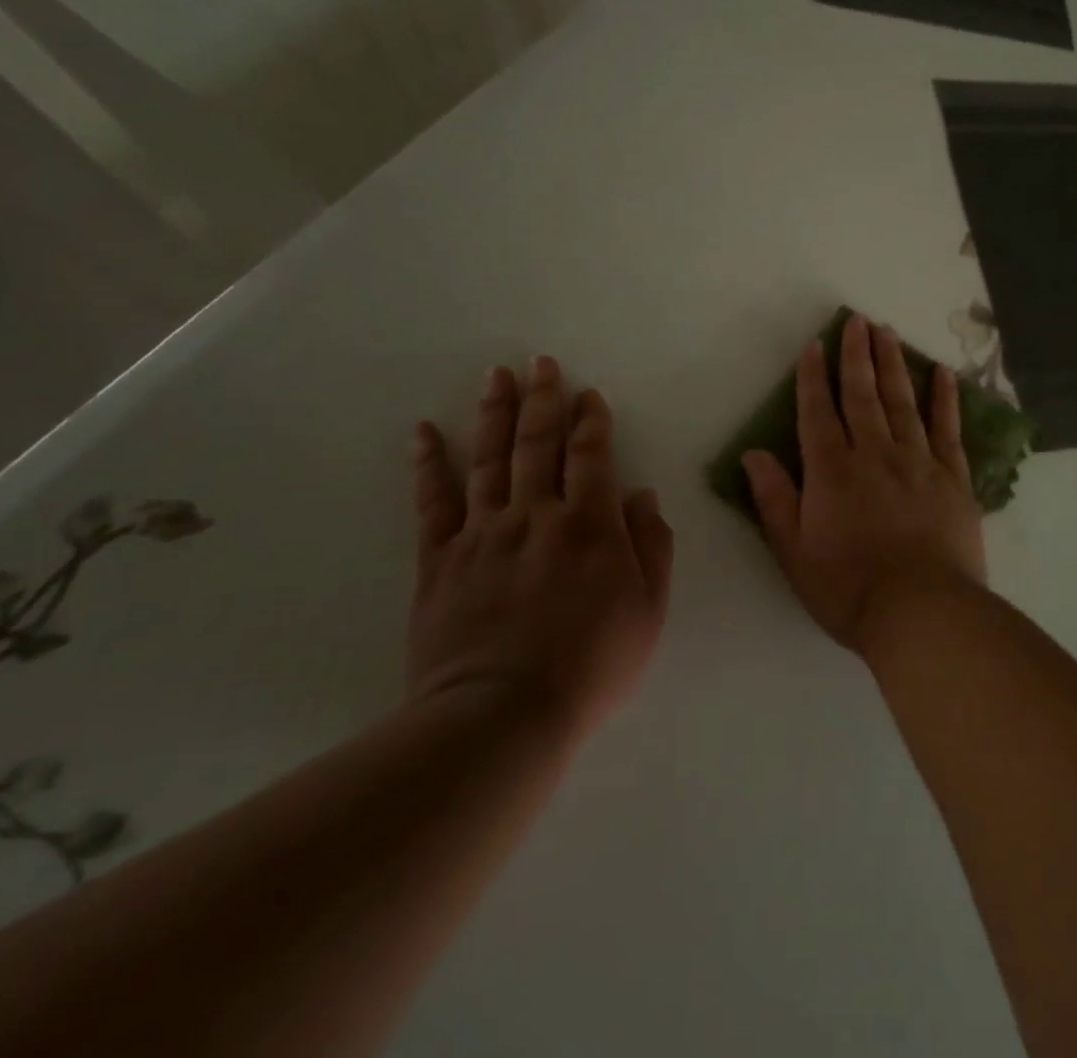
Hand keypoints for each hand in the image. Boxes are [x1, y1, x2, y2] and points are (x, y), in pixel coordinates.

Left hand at [407, 357, 672, 739]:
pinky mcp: (440, 559)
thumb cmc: (591, 663)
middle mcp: (536, 514)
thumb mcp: (648, 609)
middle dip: (543, 399)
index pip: (591, 455)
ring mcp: (484, 533)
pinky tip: (424, 431)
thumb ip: (652, 547)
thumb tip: (642, 497)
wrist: (504, 714)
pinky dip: (428, 463)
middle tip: (540, 362)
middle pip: (538, 443)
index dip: (591, 421)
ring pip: (489, 459)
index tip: (588, 395)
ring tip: (496, 376)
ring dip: (494, 413)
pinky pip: (433, 502)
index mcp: (590, 524)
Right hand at [743, 315, 985, 654]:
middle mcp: (874, 454)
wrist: (922, 612)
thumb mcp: (794, 552)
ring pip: (903, 402)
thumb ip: (775, 499)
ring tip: (888, 332)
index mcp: (832, 471)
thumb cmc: (849, 588)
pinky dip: (945, 399)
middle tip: (857, 321)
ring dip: (894, 364)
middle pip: (863, 394)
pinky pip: (948, 429)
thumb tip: (754, 453)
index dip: (813, 377)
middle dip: (857, 355)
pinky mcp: (953, 477)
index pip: (818, 412)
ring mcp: (918, 462)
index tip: (814, 345)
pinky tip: (943, 373)